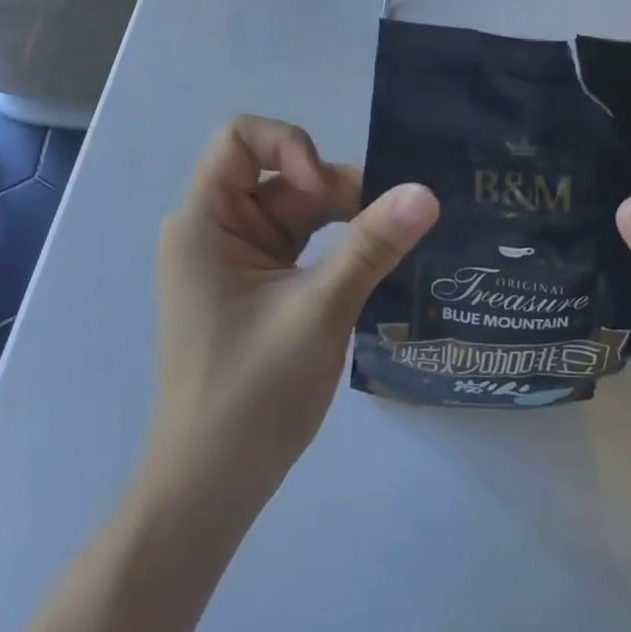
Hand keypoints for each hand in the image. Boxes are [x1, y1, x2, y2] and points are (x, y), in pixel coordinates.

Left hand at [147, 116, 438, 500]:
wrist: (208, 493)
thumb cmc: (249, 398)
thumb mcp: (318, 312)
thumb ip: (371, 246)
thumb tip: (426, 191)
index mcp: (204, 221)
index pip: (240, 138)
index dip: (289, 145)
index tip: (325, 191)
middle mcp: (216, 227)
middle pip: (281, 173)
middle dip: (334, 191)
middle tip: (389, 223)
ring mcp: (237, 255)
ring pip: (298, 207)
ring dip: (343, 219)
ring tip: (392, 245)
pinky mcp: (257, 281)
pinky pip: (301, 240)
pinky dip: (336, 245)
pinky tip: (373, 265)